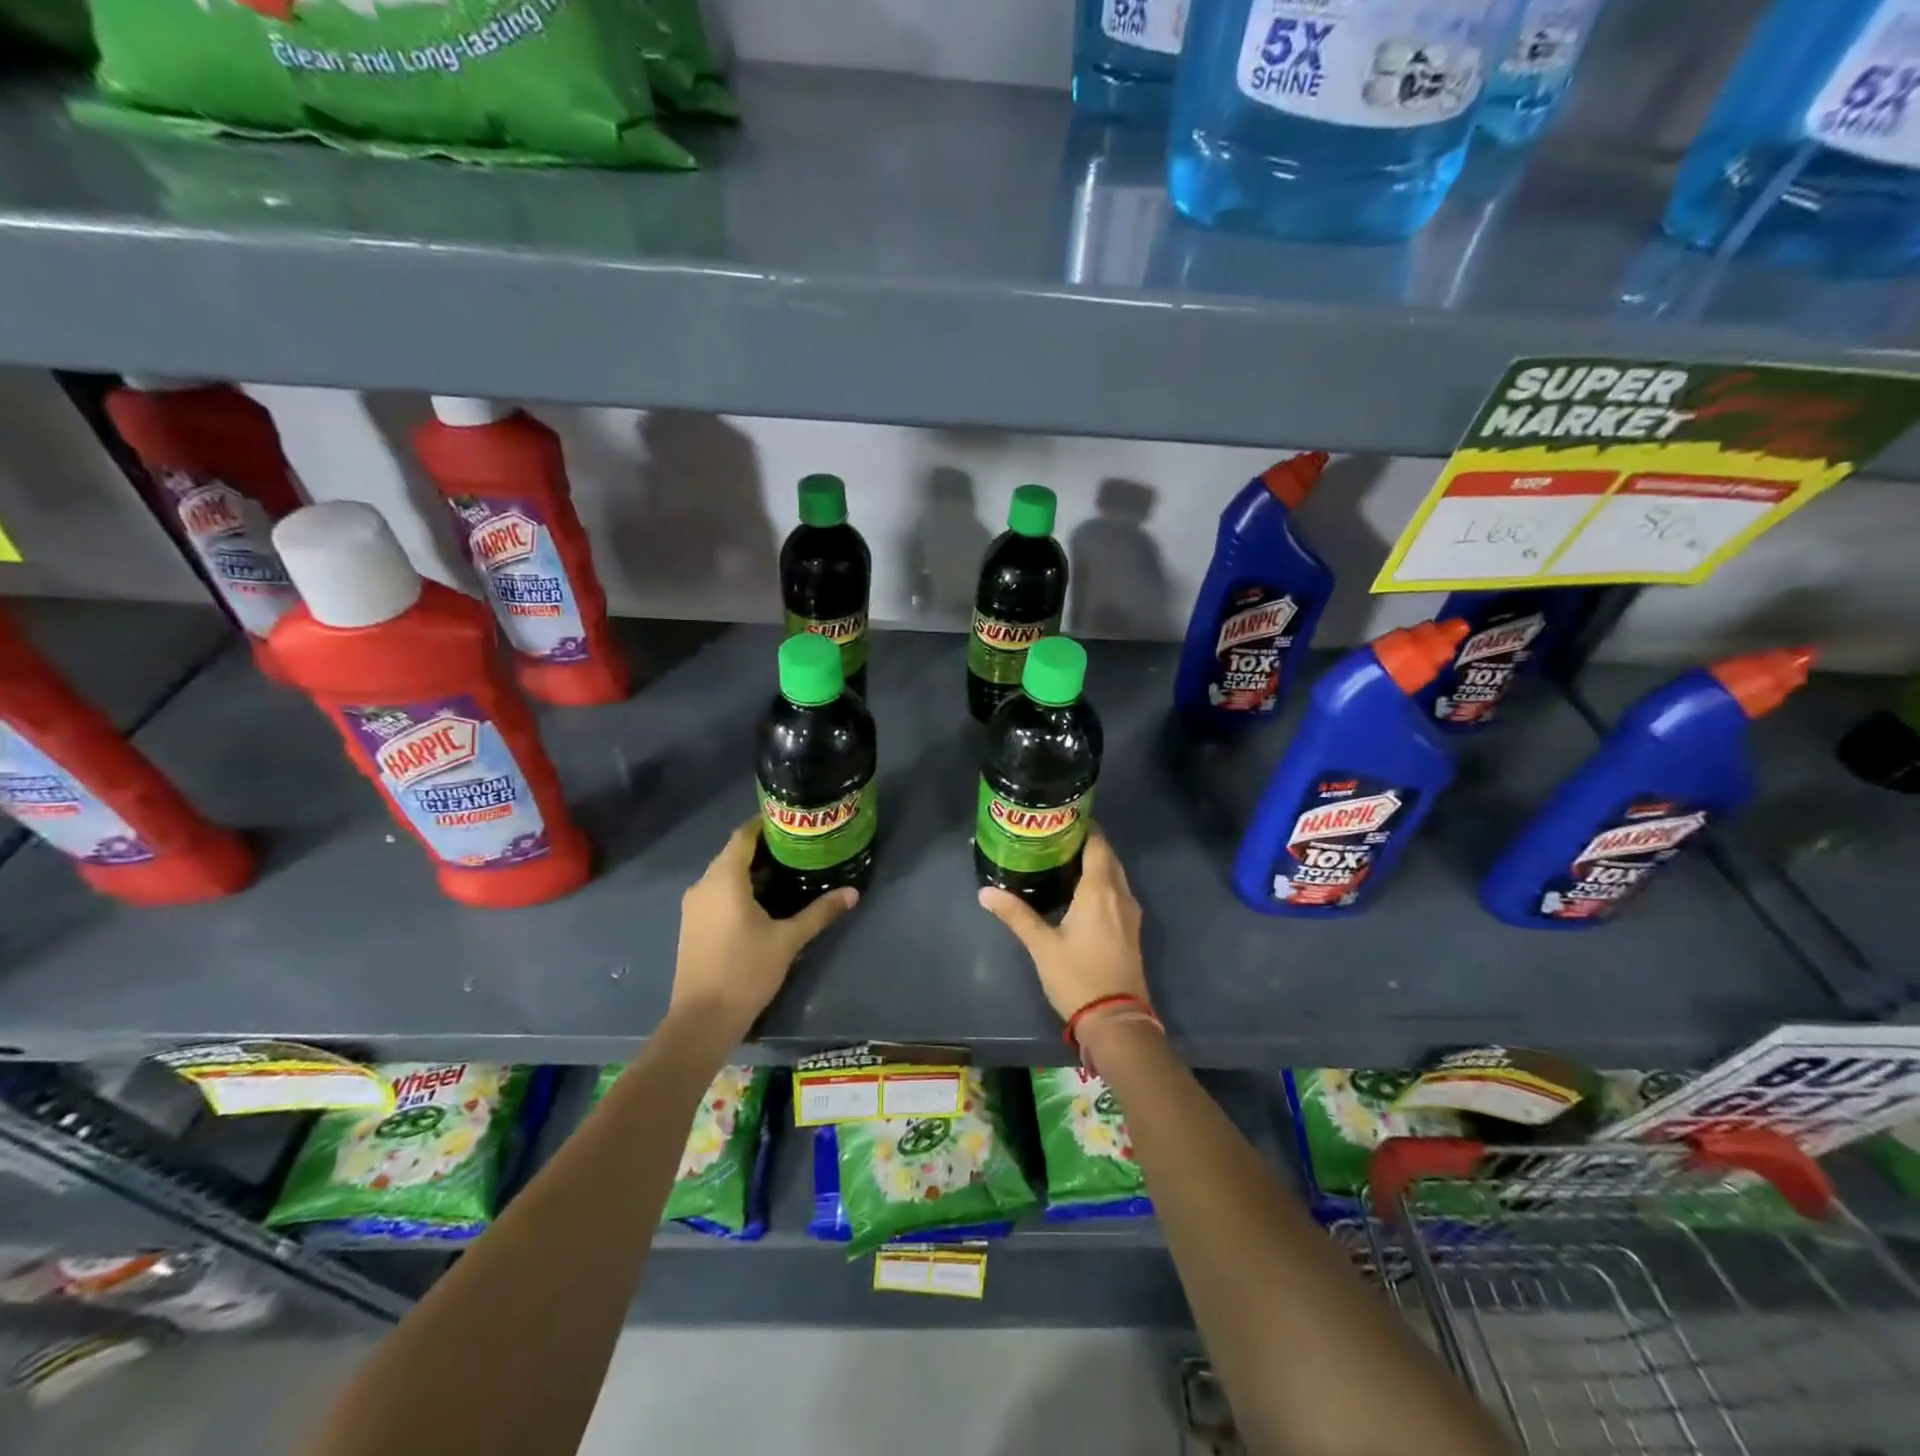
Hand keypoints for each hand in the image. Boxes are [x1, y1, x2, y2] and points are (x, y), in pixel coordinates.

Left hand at [668, 818, 858, 1040]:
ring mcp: (694, 906)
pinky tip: (764, 899)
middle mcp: (703, 885)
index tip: (792, 821)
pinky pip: (717, 892)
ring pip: (724, 874)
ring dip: (751, 868)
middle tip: (799, 846)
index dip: (765, 824)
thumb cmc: (745, 972)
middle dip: (764, 847)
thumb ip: (819, 912)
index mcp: (724, 879)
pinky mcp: (692, 924)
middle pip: (733, 853)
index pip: (743, 835)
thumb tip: (853, 893)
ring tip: (787, 869)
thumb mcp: (788, 940)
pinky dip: (739, 887)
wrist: (702, 1020)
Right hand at [978, 827, 1147, 1021]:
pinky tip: (1079, 892)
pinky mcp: (1131, 930)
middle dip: (1086, 843)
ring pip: (1115, 876)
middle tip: (1055, 838)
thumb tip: (985, 892)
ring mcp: (1130, 914)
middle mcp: (1120, 895)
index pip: (1097, 844)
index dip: (1084, 827)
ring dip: (1095, 864)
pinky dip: (1102, 883)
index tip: (1061, 818)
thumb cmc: (1078, 976)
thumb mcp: (1042, 946)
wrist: (1117, 1020)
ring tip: (1063, 860)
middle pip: (1107, 857)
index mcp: (1100, 890)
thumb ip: (1016, 915)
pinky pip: (1117, 893)